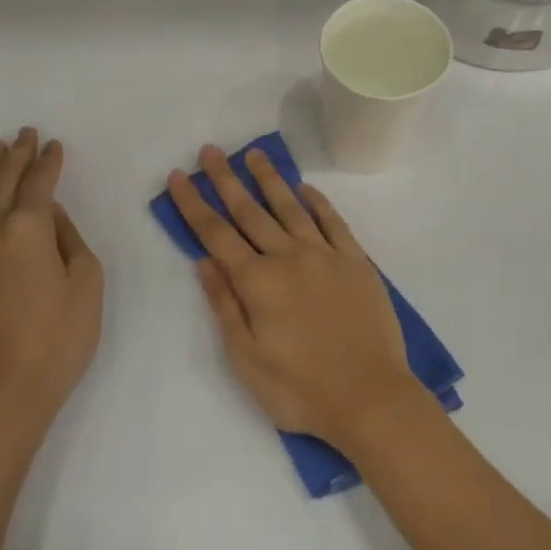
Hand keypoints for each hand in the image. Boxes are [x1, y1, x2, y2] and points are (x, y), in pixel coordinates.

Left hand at [0, 128, 102, 436]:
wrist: (6, 390)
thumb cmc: (60, 336)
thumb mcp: (86, 282)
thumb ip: (69, 240)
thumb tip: (49, 217)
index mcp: (29, 229)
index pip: (39, 184)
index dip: (48, 162)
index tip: (54, 143)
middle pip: (5, 184)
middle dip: (17, 156)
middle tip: (25, 132)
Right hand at [168, 145, 420, 453]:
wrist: (371, 399)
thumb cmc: (301, 389)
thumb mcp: (247, 359)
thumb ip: (225, 305)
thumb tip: (205, 261)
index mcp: (258, 282)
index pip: (216, 234)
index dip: (194, 204)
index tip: (179, 176)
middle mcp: (289, 257)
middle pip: (250, 211)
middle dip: (226, 179)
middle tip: (211, 150)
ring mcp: (326, 256)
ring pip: (291, 208)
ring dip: (270, 179)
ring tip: (254, 154)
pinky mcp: (357, 262)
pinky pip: (334, 222)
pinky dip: (318, 202)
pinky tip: (306, 188)